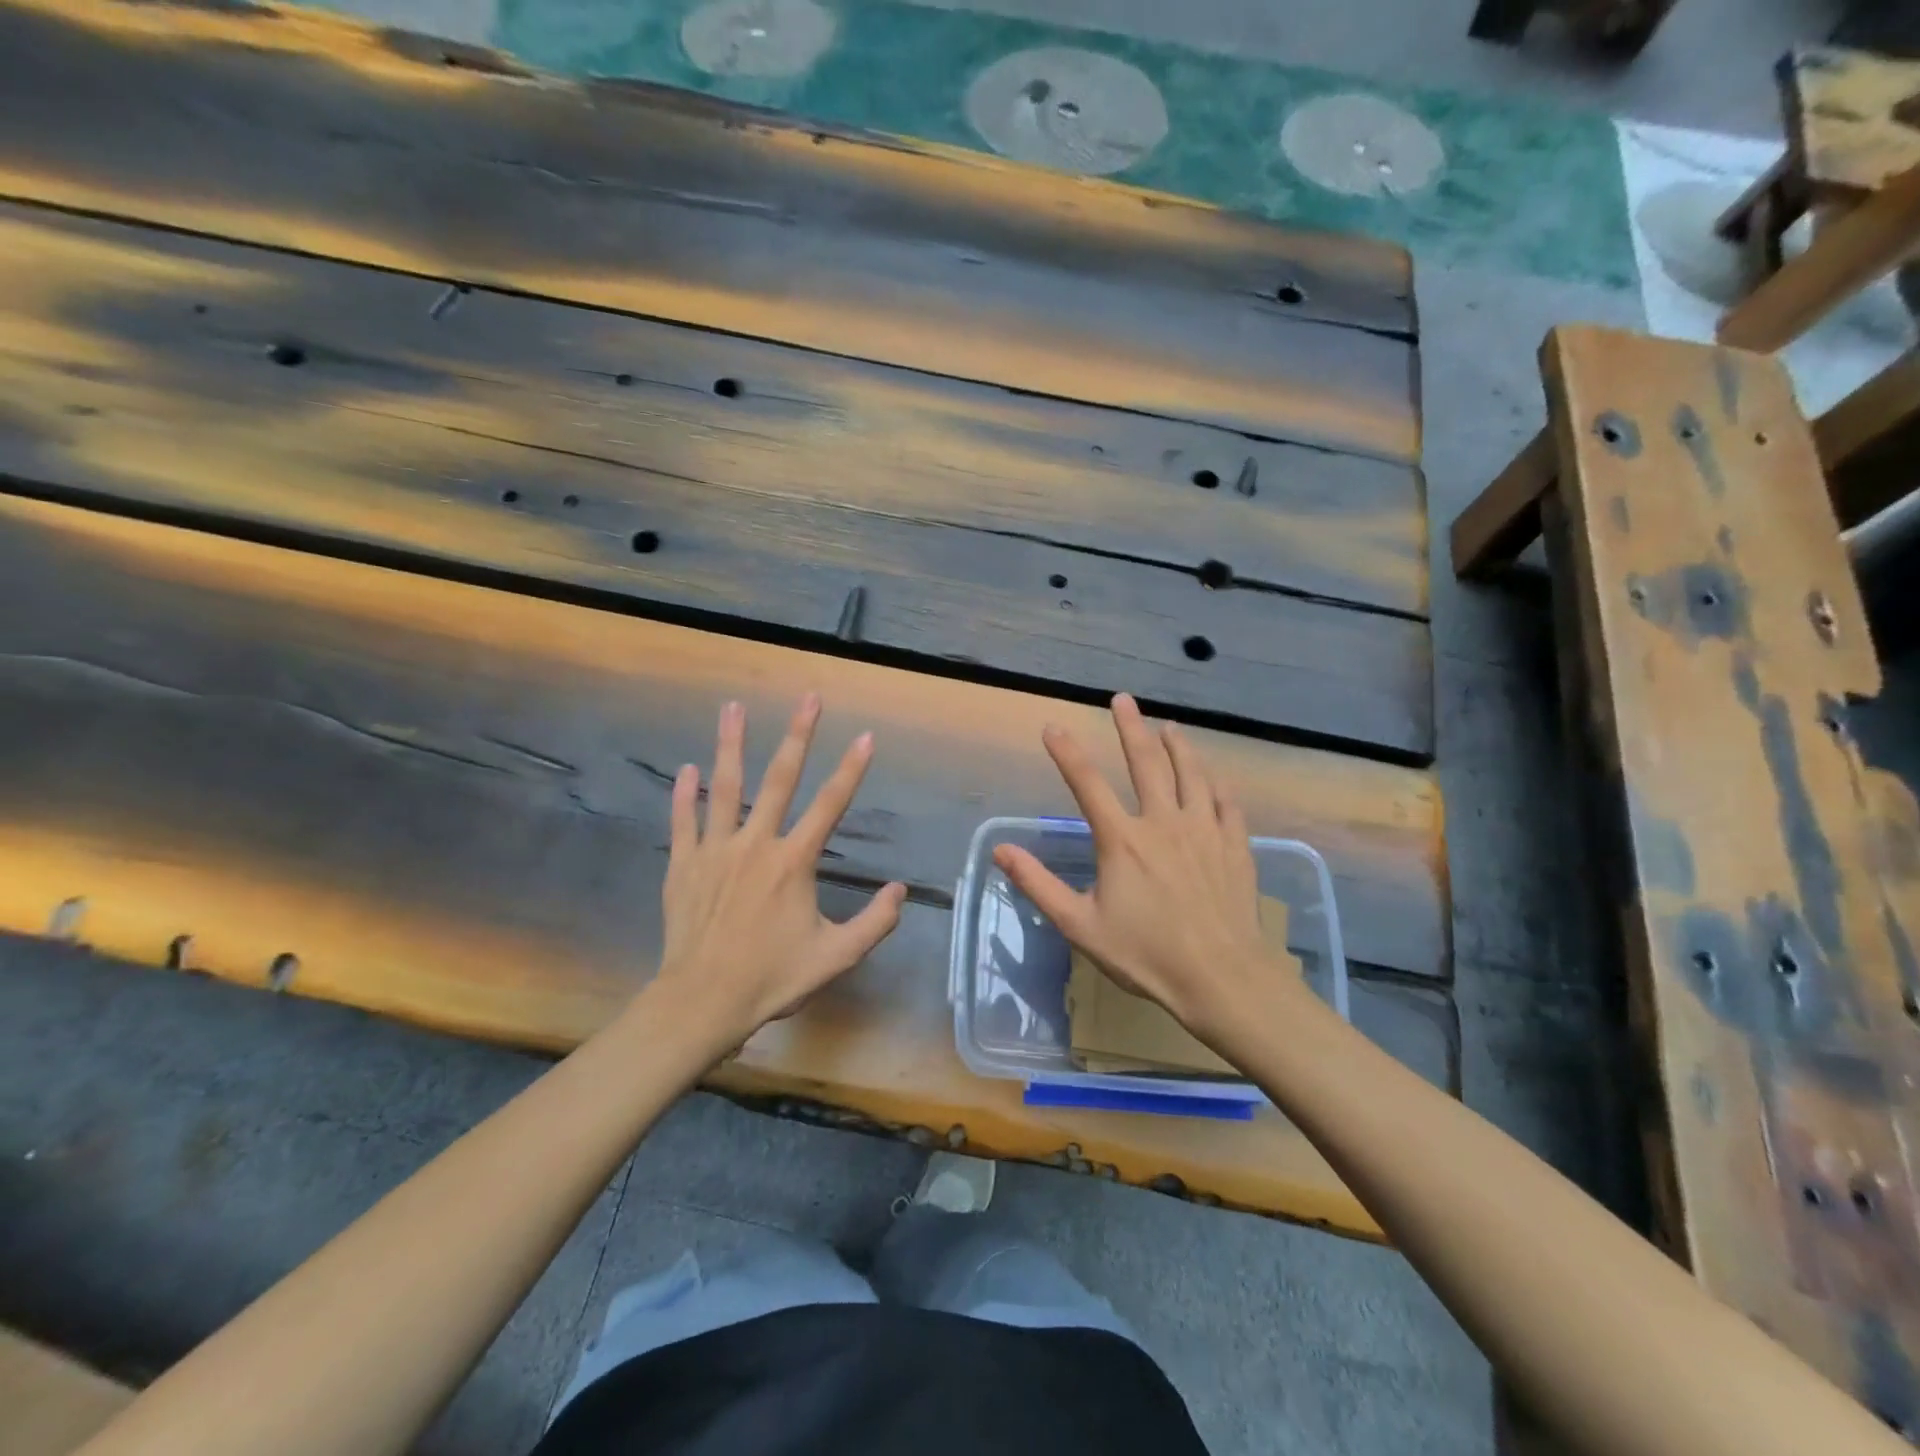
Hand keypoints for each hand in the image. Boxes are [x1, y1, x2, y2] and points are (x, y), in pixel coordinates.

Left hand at [649, 693, 906, 1051]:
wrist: (703, 1002)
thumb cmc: (772, 978)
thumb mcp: (835, 957)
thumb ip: (873, 923)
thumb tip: (899, 891)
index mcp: (794, 862)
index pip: (830, 805)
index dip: (851, 769)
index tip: (866, 736)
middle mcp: (756, 844)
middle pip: (779, 779)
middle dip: (797, 735)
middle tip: (808, 698)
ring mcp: (716, 851)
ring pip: (725, 787)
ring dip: (730, 744)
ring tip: (732, 707)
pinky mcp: (684, 865)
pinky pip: (684, 821)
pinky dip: (684, 794)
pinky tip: (687, 769)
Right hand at [993, 693, 1288, 1042]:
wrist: (1221, 978)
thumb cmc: (1146, 955)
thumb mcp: (1080, 925)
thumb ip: (1039, 885)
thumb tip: (1000, 851)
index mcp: (1122, 840)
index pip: (1087, 784)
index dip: (1067, 753)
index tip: (1052, 727)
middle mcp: (1162, 822)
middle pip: (1145, 763)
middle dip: (1131, 728)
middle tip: (1123, 700)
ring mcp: (1203, 830)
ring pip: (1191, 774)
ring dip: (1178, 746)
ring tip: (1170, 727)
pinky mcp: (1234, 845)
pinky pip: (1226, 803)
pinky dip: (1217, 784)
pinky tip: (1213, 777)